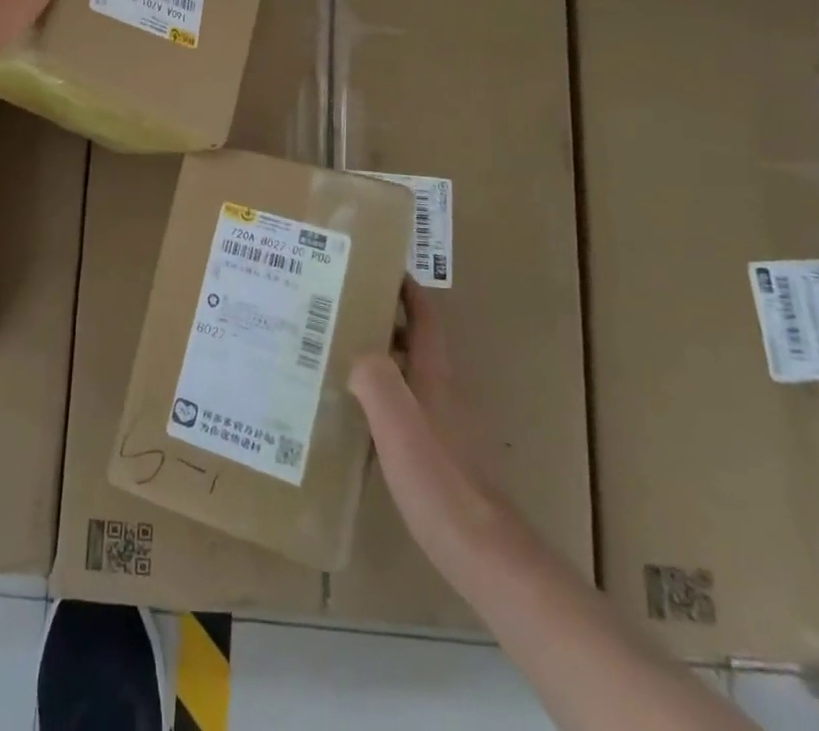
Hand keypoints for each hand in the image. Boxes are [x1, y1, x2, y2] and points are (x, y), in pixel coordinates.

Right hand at [350, 282, 497, 568]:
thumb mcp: (398, 422)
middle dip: (382, 318)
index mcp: (435, 376)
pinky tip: (353, 409)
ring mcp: (443, 424)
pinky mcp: (438, 454)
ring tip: (335, 350)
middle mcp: (442, 392)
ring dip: (378, 355)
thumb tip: (356, 352)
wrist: (483, 553)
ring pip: (407, 373)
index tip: (379, 266)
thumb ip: (375, 378)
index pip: (424, 318)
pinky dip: (380, 393)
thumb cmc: (439, 480)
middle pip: (414, 341)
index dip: (406, 289)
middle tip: (339, 307)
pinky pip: (404, 405)